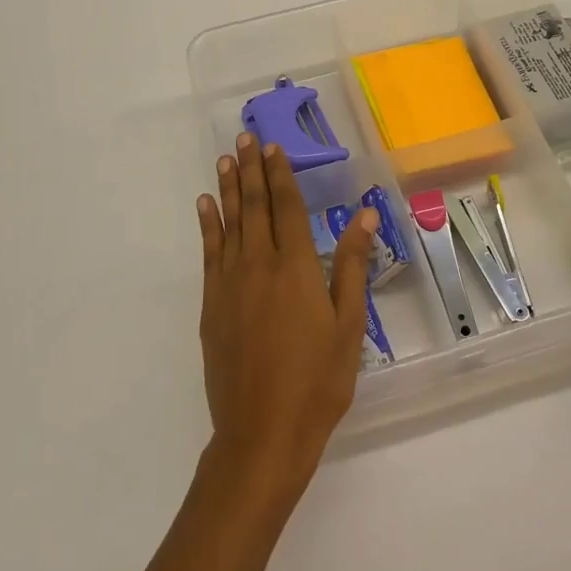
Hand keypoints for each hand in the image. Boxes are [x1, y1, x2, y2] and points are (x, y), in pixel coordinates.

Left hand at [196, 133, 377, 500]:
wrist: (262, 432)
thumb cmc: (317, 380)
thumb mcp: (348, 325)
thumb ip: (352, 265)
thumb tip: (365, 215)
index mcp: (297, 267)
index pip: (288, 207)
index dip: (281, 175)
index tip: (274, 148)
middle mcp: (259, 264)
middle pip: (255, 206)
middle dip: (251, 170)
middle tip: (246, 138)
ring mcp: (230, 283)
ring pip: (229, 223)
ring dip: (228, 189)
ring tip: (225, 160)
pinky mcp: (212, 304)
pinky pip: (209, 253)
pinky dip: (208, 225)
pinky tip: (205, 207)